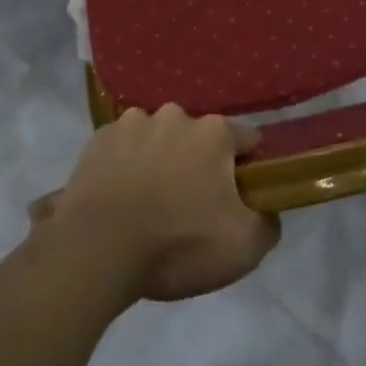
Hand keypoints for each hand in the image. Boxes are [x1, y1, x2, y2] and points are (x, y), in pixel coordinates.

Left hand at [32, 106, 280, 301]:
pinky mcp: (98, 139)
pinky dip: (126, 165)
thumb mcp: (243, 248)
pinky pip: (123, 149)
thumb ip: (268, 222)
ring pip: (158, 139)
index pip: (246, 141)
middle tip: (190, 206)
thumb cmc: (177, 243)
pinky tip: (120, 197)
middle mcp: (175, 115)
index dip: (247, 169)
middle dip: (199, 164)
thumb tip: (267, 209)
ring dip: (160, 161)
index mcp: (214, 132)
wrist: (97, 250)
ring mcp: (132, 123)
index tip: (240, 197)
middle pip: (199, 139)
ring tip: (149, 203)